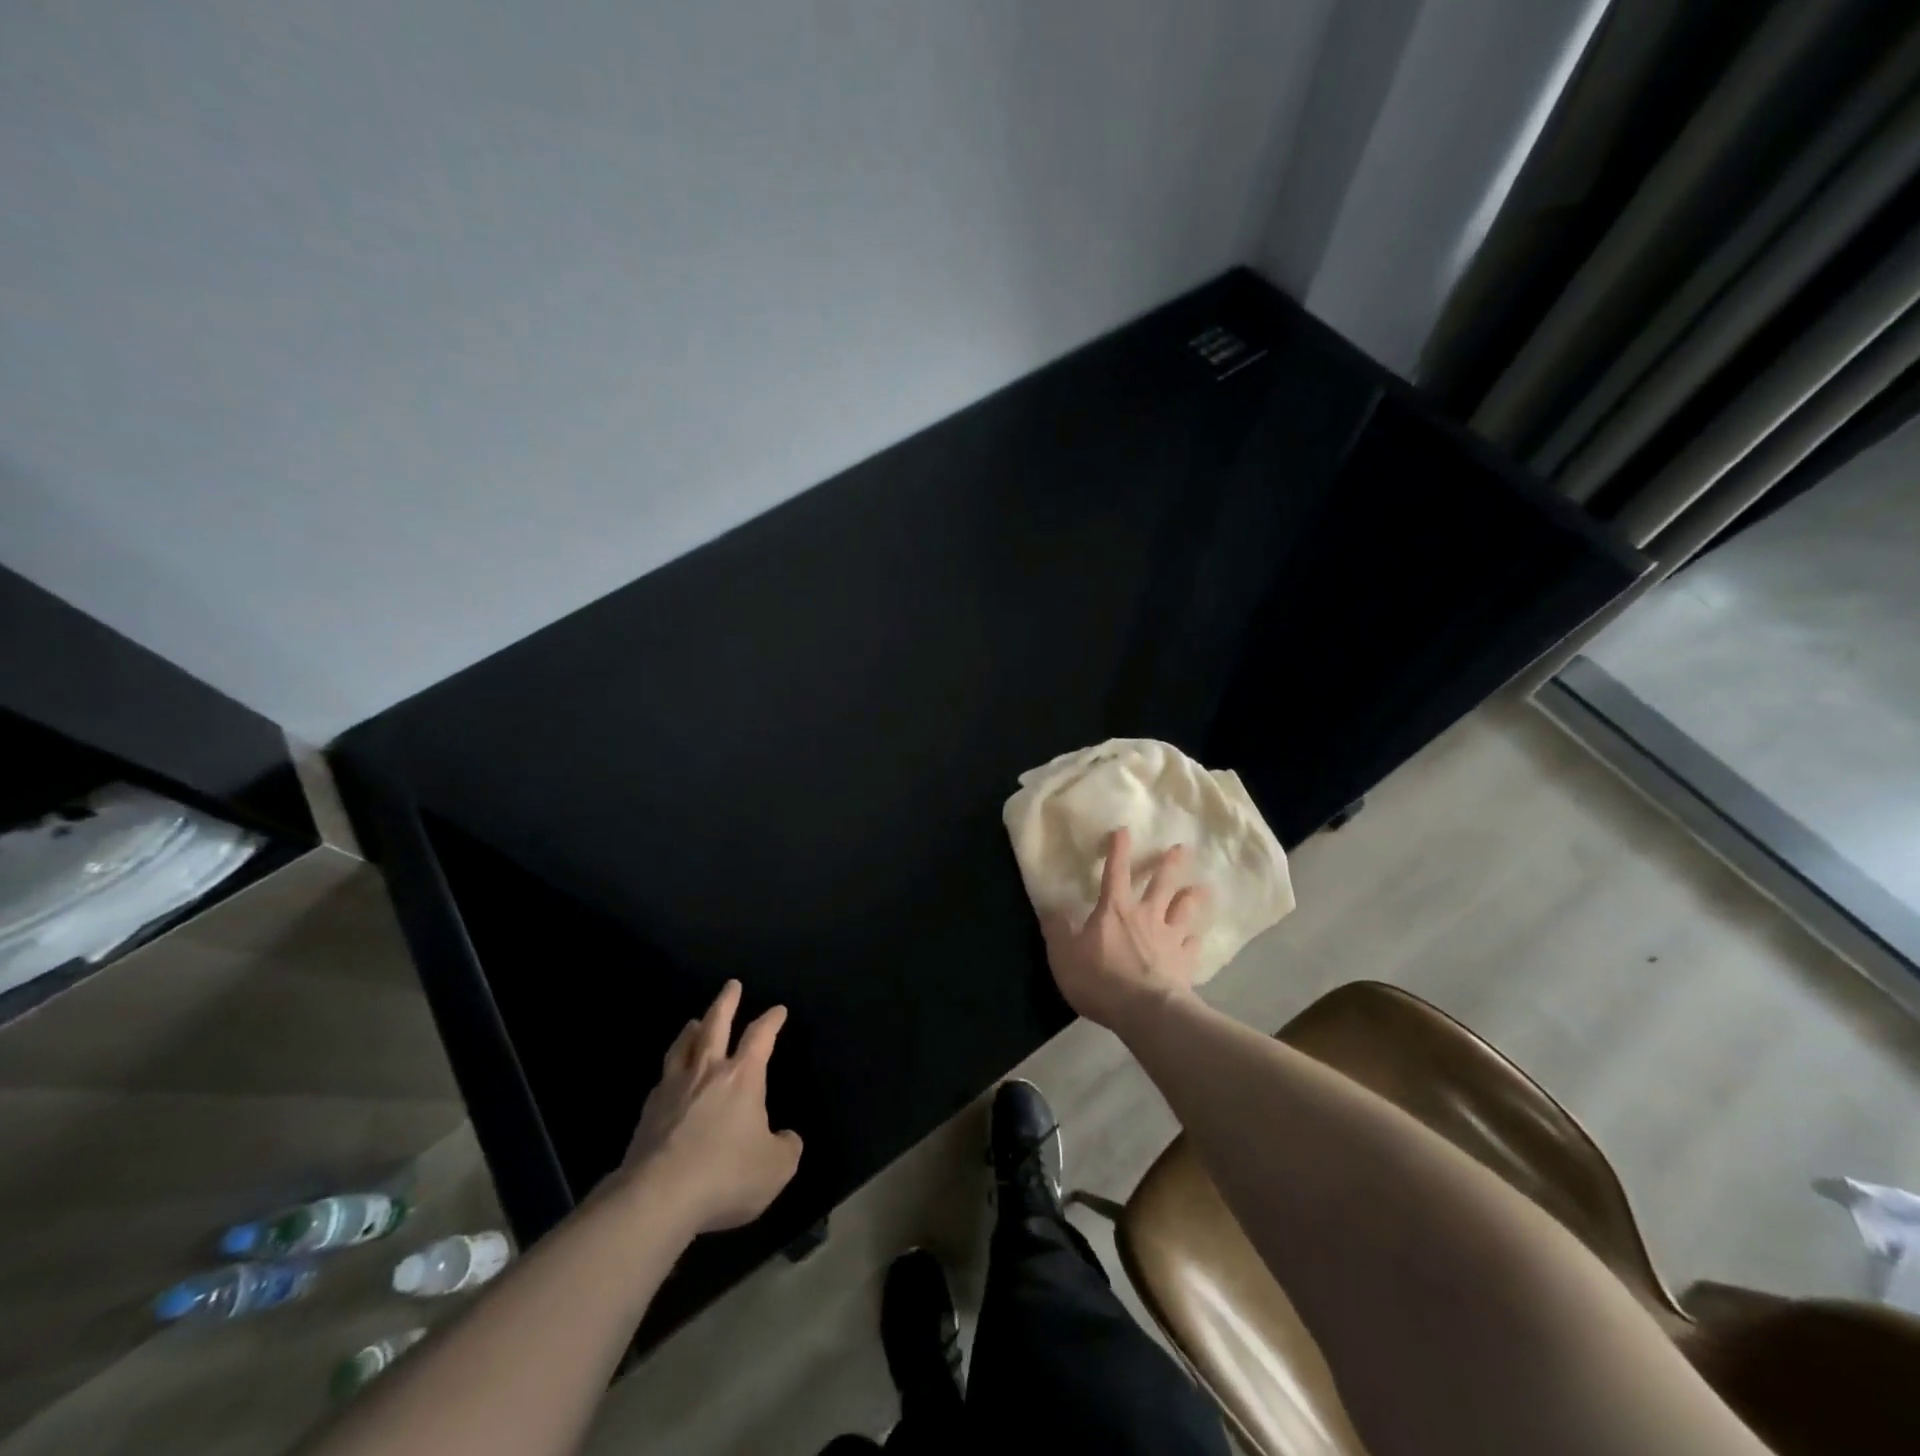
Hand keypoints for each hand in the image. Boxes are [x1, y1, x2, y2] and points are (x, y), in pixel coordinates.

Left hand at [618, 980, 802, 1232]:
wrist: (657, 1197)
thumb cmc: (725, 1174)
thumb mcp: (776, 1167)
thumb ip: (787, 1147)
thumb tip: (786, 1137)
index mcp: (742, 1077)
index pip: (760, 1036)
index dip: (771, 1020)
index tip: (778, 1010)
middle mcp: (707, 1072)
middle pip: (716, 1025)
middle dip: (726, 1003)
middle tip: (731, 985)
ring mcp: (673, 1089)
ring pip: (683, 1047)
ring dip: (692, 1030)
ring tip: (695, 1022)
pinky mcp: (648, 1113)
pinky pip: (663, 1079)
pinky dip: (671, 1070)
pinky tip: (669, 1077)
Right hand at [1042, 827, 1209, 1029]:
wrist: (1144, 1011)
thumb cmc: (1100, 979)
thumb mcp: (1064, 955)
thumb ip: (1057, 930)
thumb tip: (1051, 908)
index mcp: (1115, 910)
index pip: (1115, 872)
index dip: (1118, 850)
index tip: (1124, 830)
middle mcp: (1146, 916)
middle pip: (1162, 884)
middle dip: (1170, 864)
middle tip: (1183, 848)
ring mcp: (1169, 938)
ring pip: (1185, 910)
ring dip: (1193, 897)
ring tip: (1202, 887)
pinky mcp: (1185, 962)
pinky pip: (1193, 945)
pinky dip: (1195, 939)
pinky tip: (1197, 938)